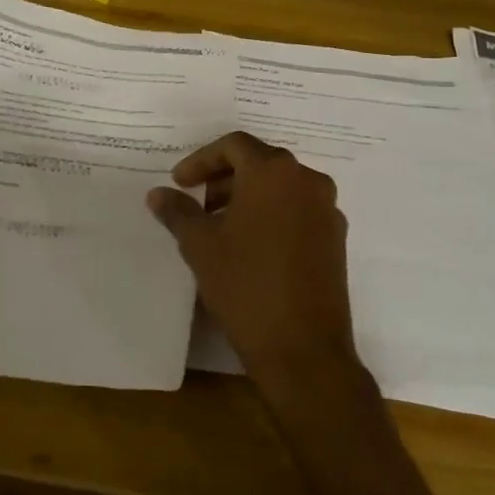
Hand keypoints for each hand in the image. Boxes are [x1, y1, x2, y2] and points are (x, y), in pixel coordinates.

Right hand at [146, 132, 358, 394]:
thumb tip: (158, 194)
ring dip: (248, 197)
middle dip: (224, 178)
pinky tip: (251, 247)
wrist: (304, 349)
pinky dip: (272, 215)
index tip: (180, 183)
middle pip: (260, 162)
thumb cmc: (246, 286)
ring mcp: (327, 209)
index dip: (201, 160)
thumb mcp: (201, 246)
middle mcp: (307, 180)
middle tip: (197, 204)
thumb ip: (178, 212)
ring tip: (220, 227)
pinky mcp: (336, 238)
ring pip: (281, 187)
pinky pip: (298, 210)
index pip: (234, 145)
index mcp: (274, 172)